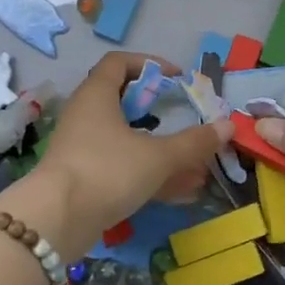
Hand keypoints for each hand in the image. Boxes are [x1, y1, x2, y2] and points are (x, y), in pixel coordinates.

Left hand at [20, 52, 231, 255]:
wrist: (55, 222)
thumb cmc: (107, 171)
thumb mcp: (158, 157)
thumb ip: (194, 143)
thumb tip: (228, 126)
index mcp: (97, 95)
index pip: (119, 63)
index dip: (149, 64)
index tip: (176, 79)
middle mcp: (86, 116)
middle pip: (124, 101)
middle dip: (159, 111)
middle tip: (183, 118)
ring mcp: (82, 149)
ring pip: (127, 140)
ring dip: (161, 150)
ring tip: (197, 165)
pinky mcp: (83, 179)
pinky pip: (122, 168)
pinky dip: (150, 174)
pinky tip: (182, 191)